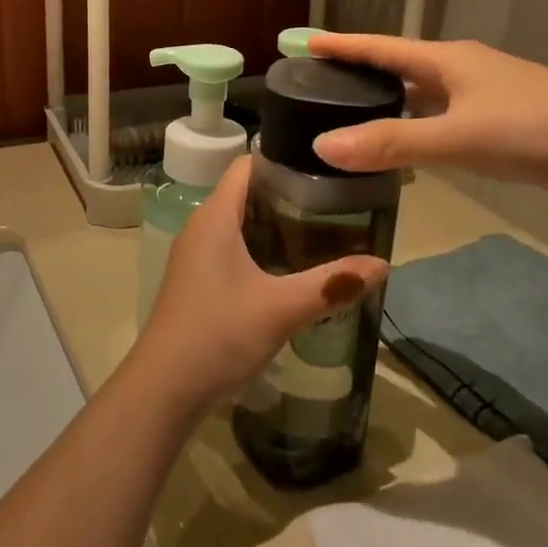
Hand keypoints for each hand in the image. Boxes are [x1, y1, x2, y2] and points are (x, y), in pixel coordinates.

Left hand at [130, 157, 387, 412]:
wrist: (164, 389)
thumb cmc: (218, 334)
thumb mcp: (281, 308)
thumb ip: (332, 284)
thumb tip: (383, 264)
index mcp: (214, 216)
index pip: (248, 164)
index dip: (284, 157)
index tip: (326, 165)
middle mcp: (201, 226)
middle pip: (247, 193)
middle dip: (290, 194)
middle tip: (338, 201)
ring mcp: (196, 255)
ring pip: (240, 223)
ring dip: (277, 225)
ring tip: (324, 231)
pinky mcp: (197, 280)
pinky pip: (233, 248)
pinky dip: (262, 249)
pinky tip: (292, 269)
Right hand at [308, 33, 547, 211]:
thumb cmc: (538, 126)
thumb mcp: (460, 136)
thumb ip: (393, 143)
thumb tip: (323, 146)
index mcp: (448, 61)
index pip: (381, 47)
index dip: (342, 45)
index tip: (303, 42)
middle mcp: (462, 72)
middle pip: (399, 67)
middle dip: (359, 73)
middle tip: (318, 85)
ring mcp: (485, 98)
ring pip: (422, 96)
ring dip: (388, 103)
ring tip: (350, 116)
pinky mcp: (501, 126)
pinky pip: (442, 121)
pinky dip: (416, 129)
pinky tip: (406, 149)